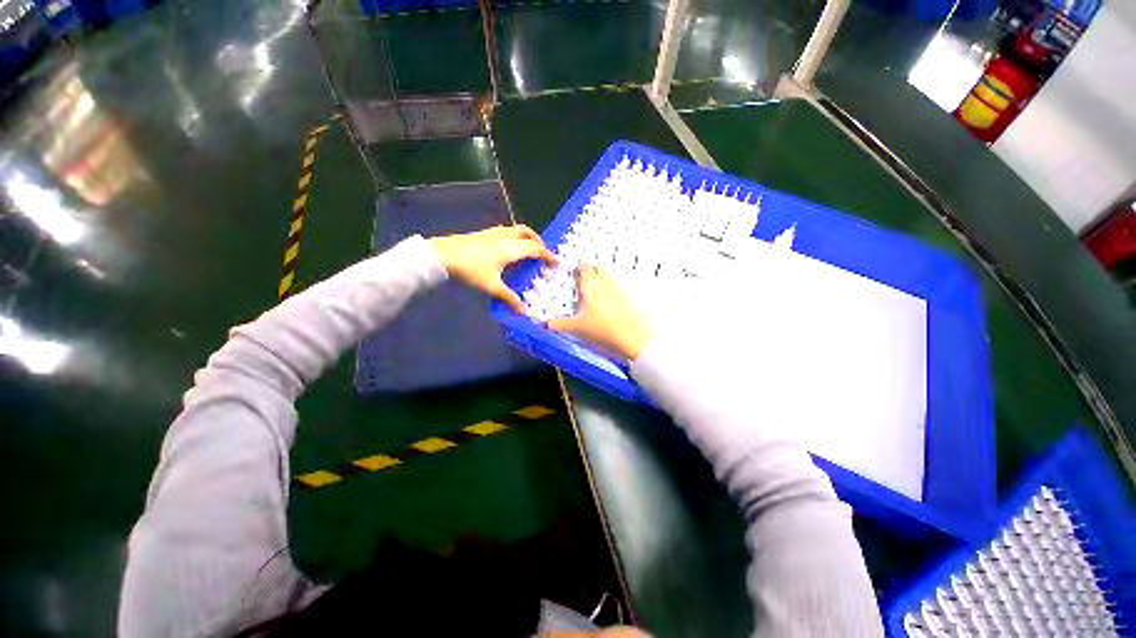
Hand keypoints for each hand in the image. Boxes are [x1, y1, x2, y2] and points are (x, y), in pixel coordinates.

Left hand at [430, 225, 556, 312]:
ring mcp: (493, 233)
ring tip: (527, 249)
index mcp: (511, 248)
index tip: (557, 263)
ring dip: (526, 237)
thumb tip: (523, 312)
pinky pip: (505, 232)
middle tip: (543, 253)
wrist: (443, 254)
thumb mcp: (492, 286)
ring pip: (516, 230)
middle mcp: (505, 237)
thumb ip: (509, 298)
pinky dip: (513, 237)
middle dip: (538, 241)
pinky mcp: (483, 234)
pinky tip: (506, 249)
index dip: (548, 255)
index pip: (536, 249)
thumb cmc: (471, 270)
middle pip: (527, 233)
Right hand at [547, 265, 652, 360]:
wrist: (632, 339)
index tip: (575, 272)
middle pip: (598, 269)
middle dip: (591, 270)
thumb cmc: (602, 331)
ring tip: (597, 287)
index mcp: (591, 287)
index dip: (579, 269)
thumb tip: (545, 324)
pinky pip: (620, 286)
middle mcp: (605, 284)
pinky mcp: (630, 297)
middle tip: (585, 278)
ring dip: (603, 277)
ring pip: (609, 276)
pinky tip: (612, 299)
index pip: (584, 269)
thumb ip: (560, 324)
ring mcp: (619, 289)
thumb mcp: (577, 328)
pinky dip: (614, 288)